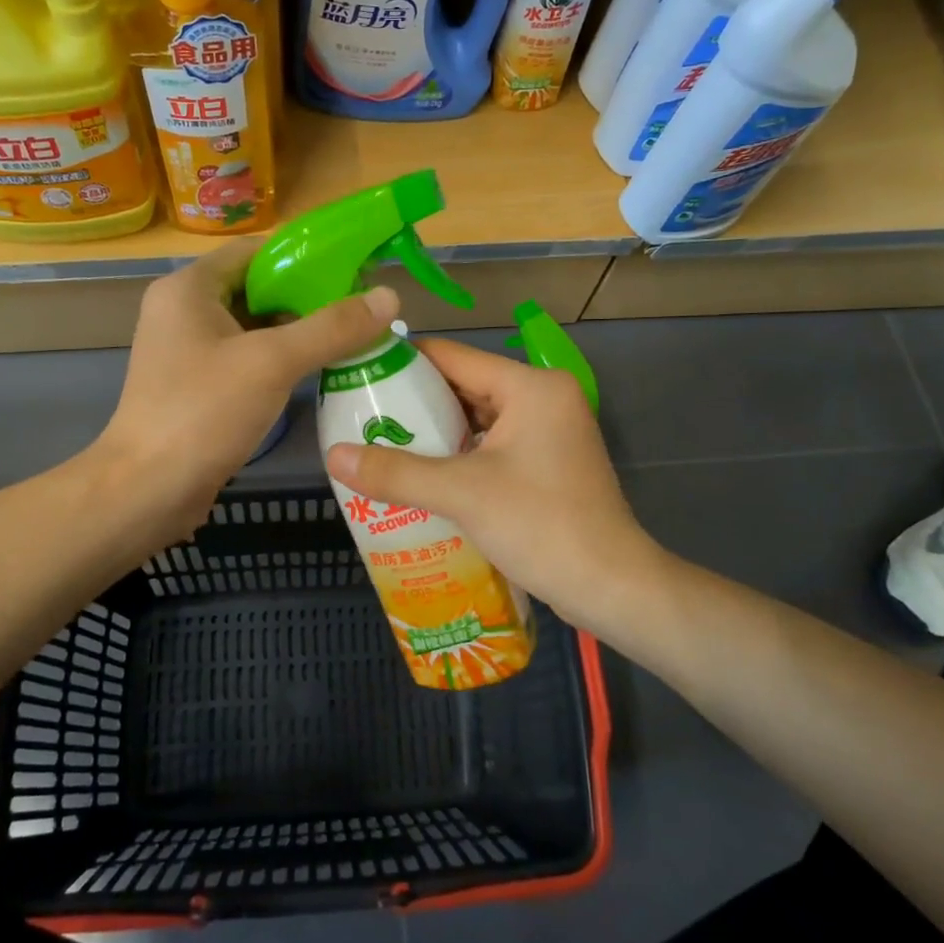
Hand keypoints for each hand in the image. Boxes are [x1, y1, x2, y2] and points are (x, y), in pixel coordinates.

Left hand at [98, 237, 398, 547]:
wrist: (148, 490)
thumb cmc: (203, 413)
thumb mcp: (272, 363)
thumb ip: (331, 327)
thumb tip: (389, 296)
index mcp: (189, 288)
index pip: (255, 251)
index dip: (304, 257)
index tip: (353, 271)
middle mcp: (183, 310)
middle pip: (256, 288)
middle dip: (308, 298)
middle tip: (359, 311)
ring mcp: (188, 351)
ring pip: (253, 327)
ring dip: (298, 332)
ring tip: (351, 338)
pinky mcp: (196, 385)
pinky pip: (246, 358)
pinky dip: (280, 360)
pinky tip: (318, 371)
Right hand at [325, 338, 665, 639]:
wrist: (610, 586)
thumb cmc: (541, 525)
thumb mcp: (462, 494)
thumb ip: (396, 472)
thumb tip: (333, 456)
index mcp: (531, 386)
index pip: (453, 356)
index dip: (402, 363)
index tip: (357, 376)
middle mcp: (543, 398)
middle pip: (464, 386)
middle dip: (414, 404)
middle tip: (361, 418)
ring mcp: (549, 432)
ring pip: (477, 420)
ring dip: (434, 434)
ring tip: (380, 446)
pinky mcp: (548, 464)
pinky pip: (492, 446)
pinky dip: (458, 457)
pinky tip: (420, 476)